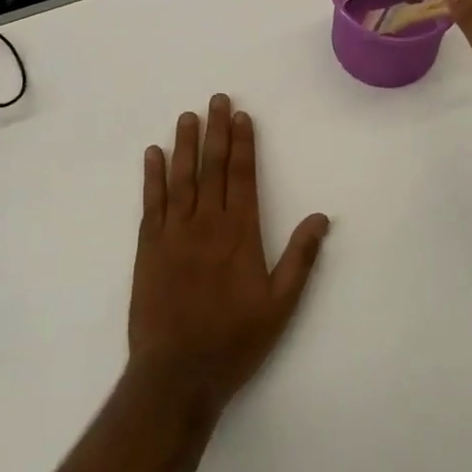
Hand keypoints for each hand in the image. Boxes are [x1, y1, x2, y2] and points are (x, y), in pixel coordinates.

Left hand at [129, 95, 329, 412]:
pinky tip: (153, 155)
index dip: (243, 144)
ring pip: (181, 178)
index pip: (243, 177)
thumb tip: (322, 217)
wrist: (178, 372)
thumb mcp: (281, 305)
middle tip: (216, 99)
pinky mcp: (149, 247)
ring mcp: (174, 233)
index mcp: (241, 235)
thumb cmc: (235, 340)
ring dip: (185, 145)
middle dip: (216, 132)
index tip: (241, 116)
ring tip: (187, 116)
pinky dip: (152, 176)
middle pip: (213, 168)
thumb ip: (300, 259)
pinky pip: (152, 203)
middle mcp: (207, 224)